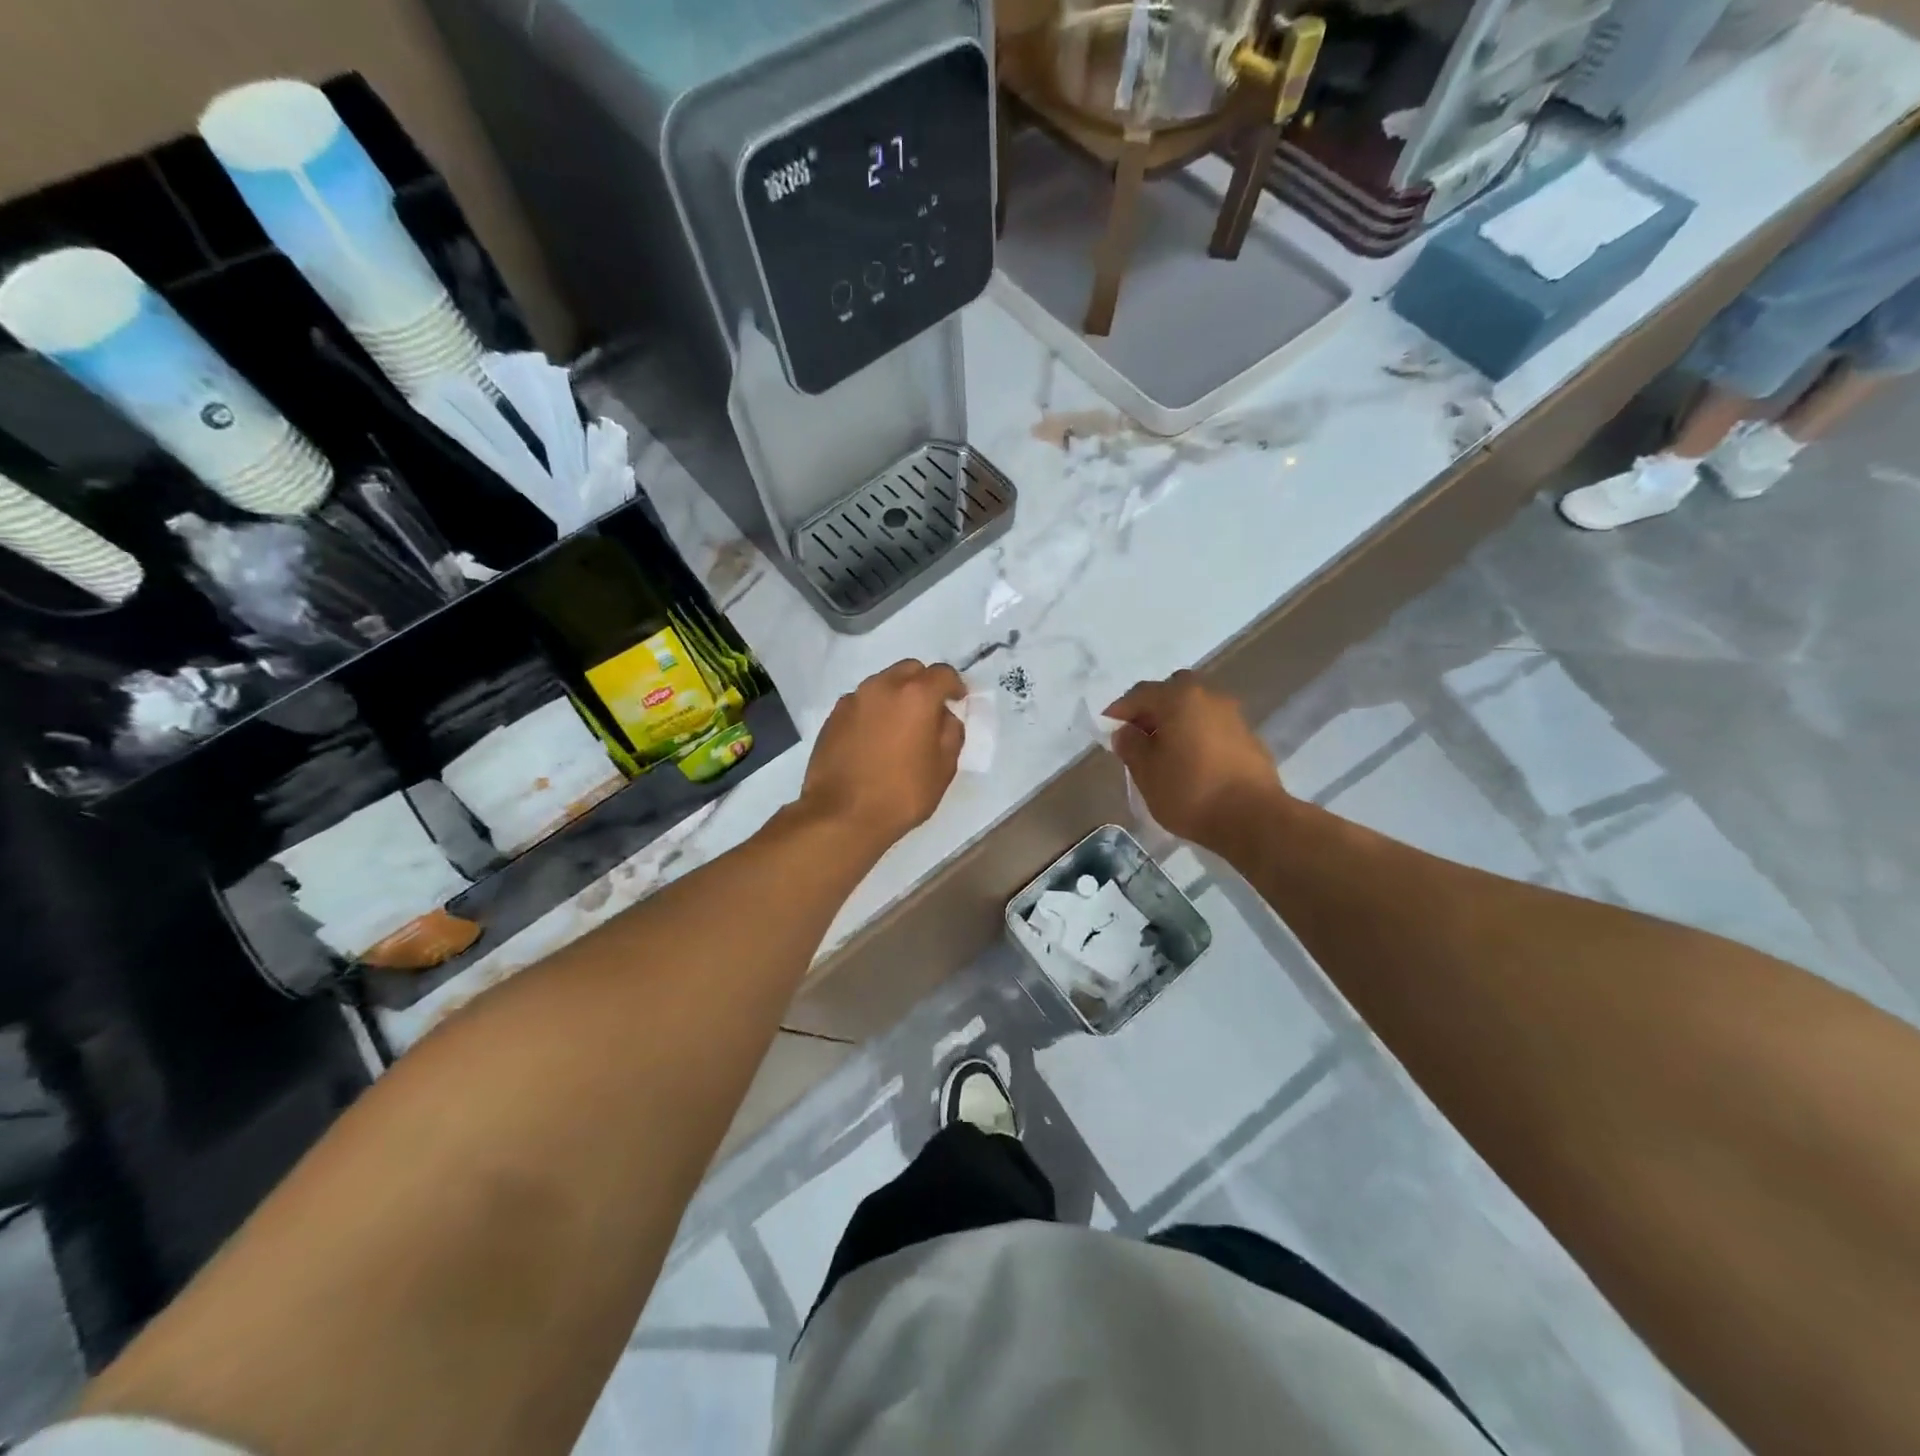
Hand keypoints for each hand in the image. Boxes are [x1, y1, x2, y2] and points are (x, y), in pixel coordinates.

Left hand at [800, 659, 965, 851]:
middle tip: (929, 712)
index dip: (955, 686)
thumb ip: (951, 734)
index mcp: (916, 695)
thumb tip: (945, 717)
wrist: (841, 815)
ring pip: (883, 683)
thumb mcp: (943, 769)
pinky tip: (875, 738)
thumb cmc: (901, 794)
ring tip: (900, 727)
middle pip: (910, 670)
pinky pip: (862, 702)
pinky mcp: (833, 716)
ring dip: (897, 696)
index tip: (958, 701)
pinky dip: (873, 711)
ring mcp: (854, 699)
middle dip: (924, 684)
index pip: (943, 674)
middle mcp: (883, 686)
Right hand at [1104, 670, 1285, 849]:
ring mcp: (1233, 716)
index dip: (1119, 710)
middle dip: (1153, 709)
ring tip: (1164, 751)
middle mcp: (1209, 697)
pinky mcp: (1249, 738)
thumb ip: (1131, 746)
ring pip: (1196, 709)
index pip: (1141, 694)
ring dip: (1177, 722)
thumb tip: (1126, 732)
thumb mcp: (1146, 772)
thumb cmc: (1190, 791)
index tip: (1107, 729)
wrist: (1253, 819)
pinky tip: (1192, 762)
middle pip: (1173, 692)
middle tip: (1139, 735)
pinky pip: (1213, 727)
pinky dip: (1197, 736)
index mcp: (1180, 698)